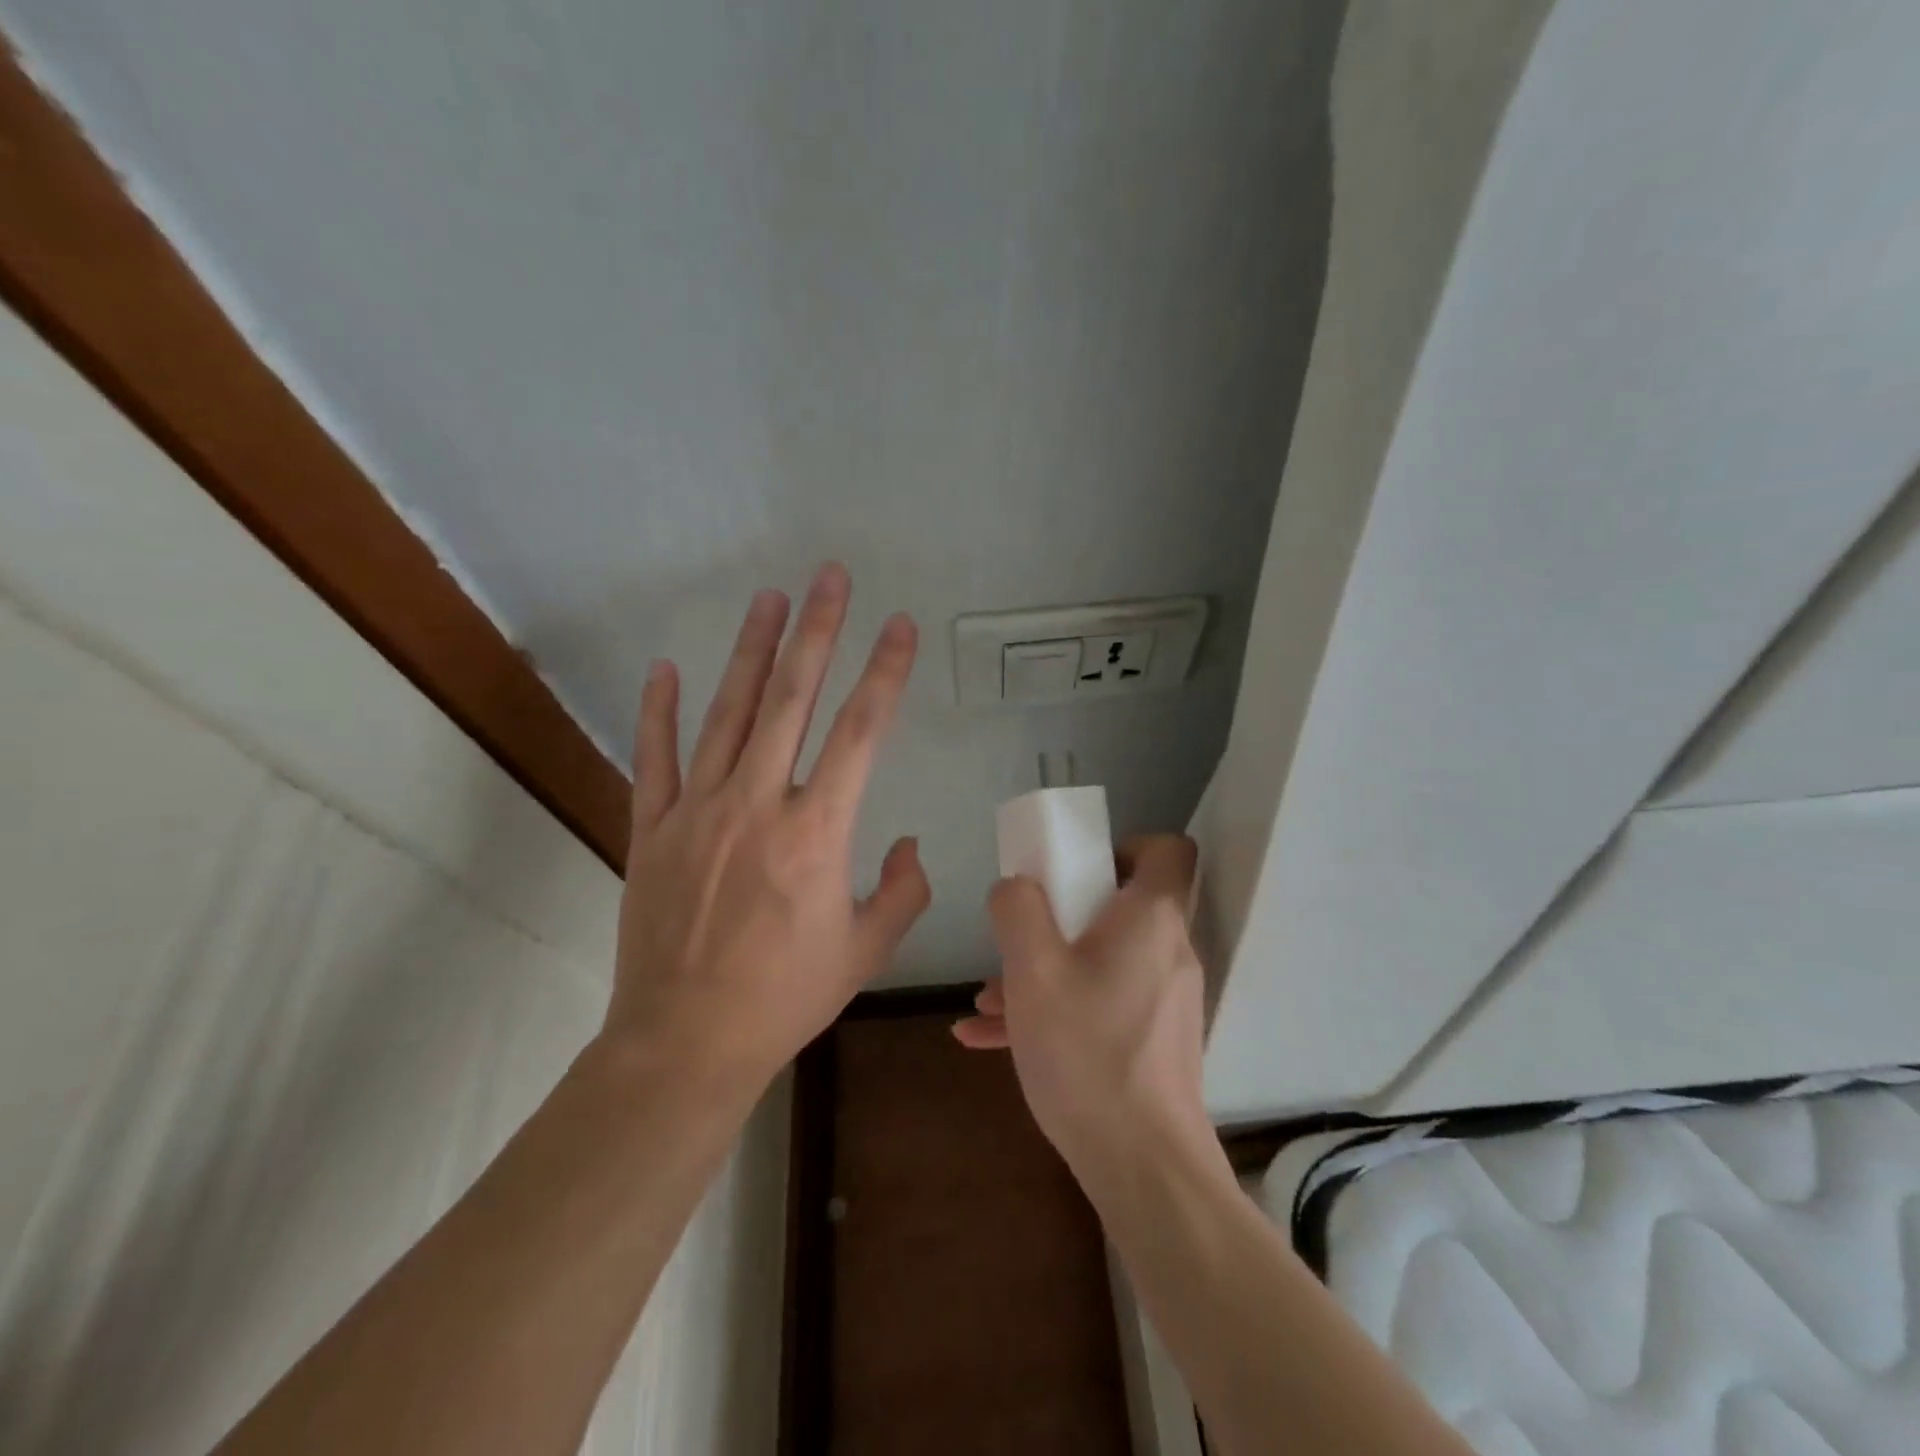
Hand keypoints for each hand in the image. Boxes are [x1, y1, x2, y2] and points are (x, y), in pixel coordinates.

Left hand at [602, 563, 930, 1094]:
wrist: (685, 1042)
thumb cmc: (785, 998)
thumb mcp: (866, 951)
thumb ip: (902, 890)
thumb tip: (910, 844)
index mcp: (816, 833)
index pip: (861, 732)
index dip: (885, 672)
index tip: (900, 627)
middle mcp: (758, 804)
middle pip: (793, 699)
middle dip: (817, 631)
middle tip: (830, 577)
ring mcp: (697, 811)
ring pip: (727, 713)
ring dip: (752, 651)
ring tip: (770, 599)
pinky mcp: (652, 829)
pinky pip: (655, 757)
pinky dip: (659, 710)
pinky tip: (666, 668)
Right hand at [954, 835, 1209, 1177]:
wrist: (1143, 1169)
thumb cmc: (1088, 1053)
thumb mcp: (1033, 971)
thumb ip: (1017, 911)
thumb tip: (1016, 887)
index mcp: (1152, 919)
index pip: (1167, 850)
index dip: (1123, 844)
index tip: (1075, 866)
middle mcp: (1169, 951)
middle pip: (1121, 905)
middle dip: (1060, 914)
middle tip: (1020, 935)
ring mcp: (1164, 1000)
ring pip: (1100, 960)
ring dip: (1046, 968)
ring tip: (986, 1001)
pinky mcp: (1153, 1040)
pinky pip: (1101, 1003)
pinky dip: (1057, 1007)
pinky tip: (990, 1038)